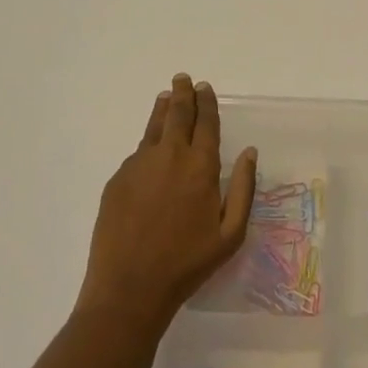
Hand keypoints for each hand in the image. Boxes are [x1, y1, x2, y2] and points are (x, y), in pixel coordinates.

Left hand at [76, 74, 257, 338]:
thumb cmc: (187, 264)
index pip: (206, 123)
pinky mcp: (118, 179)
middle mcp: (170, 156)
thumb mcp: (230, 234)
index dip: (207, 103)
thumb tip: (250, 153)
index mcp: (201, 166)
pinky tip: (150, 147)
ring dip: (163, 108)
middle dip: (183, 94)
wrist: (129, 288)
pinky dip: (147, 141)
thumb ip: (244, 189)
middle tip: (184, 79)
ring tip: (167, 95)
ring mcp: (139, 165)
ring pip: (154, 126)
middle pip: (178, 114)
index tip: (205, 88)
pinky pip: (137, 152)